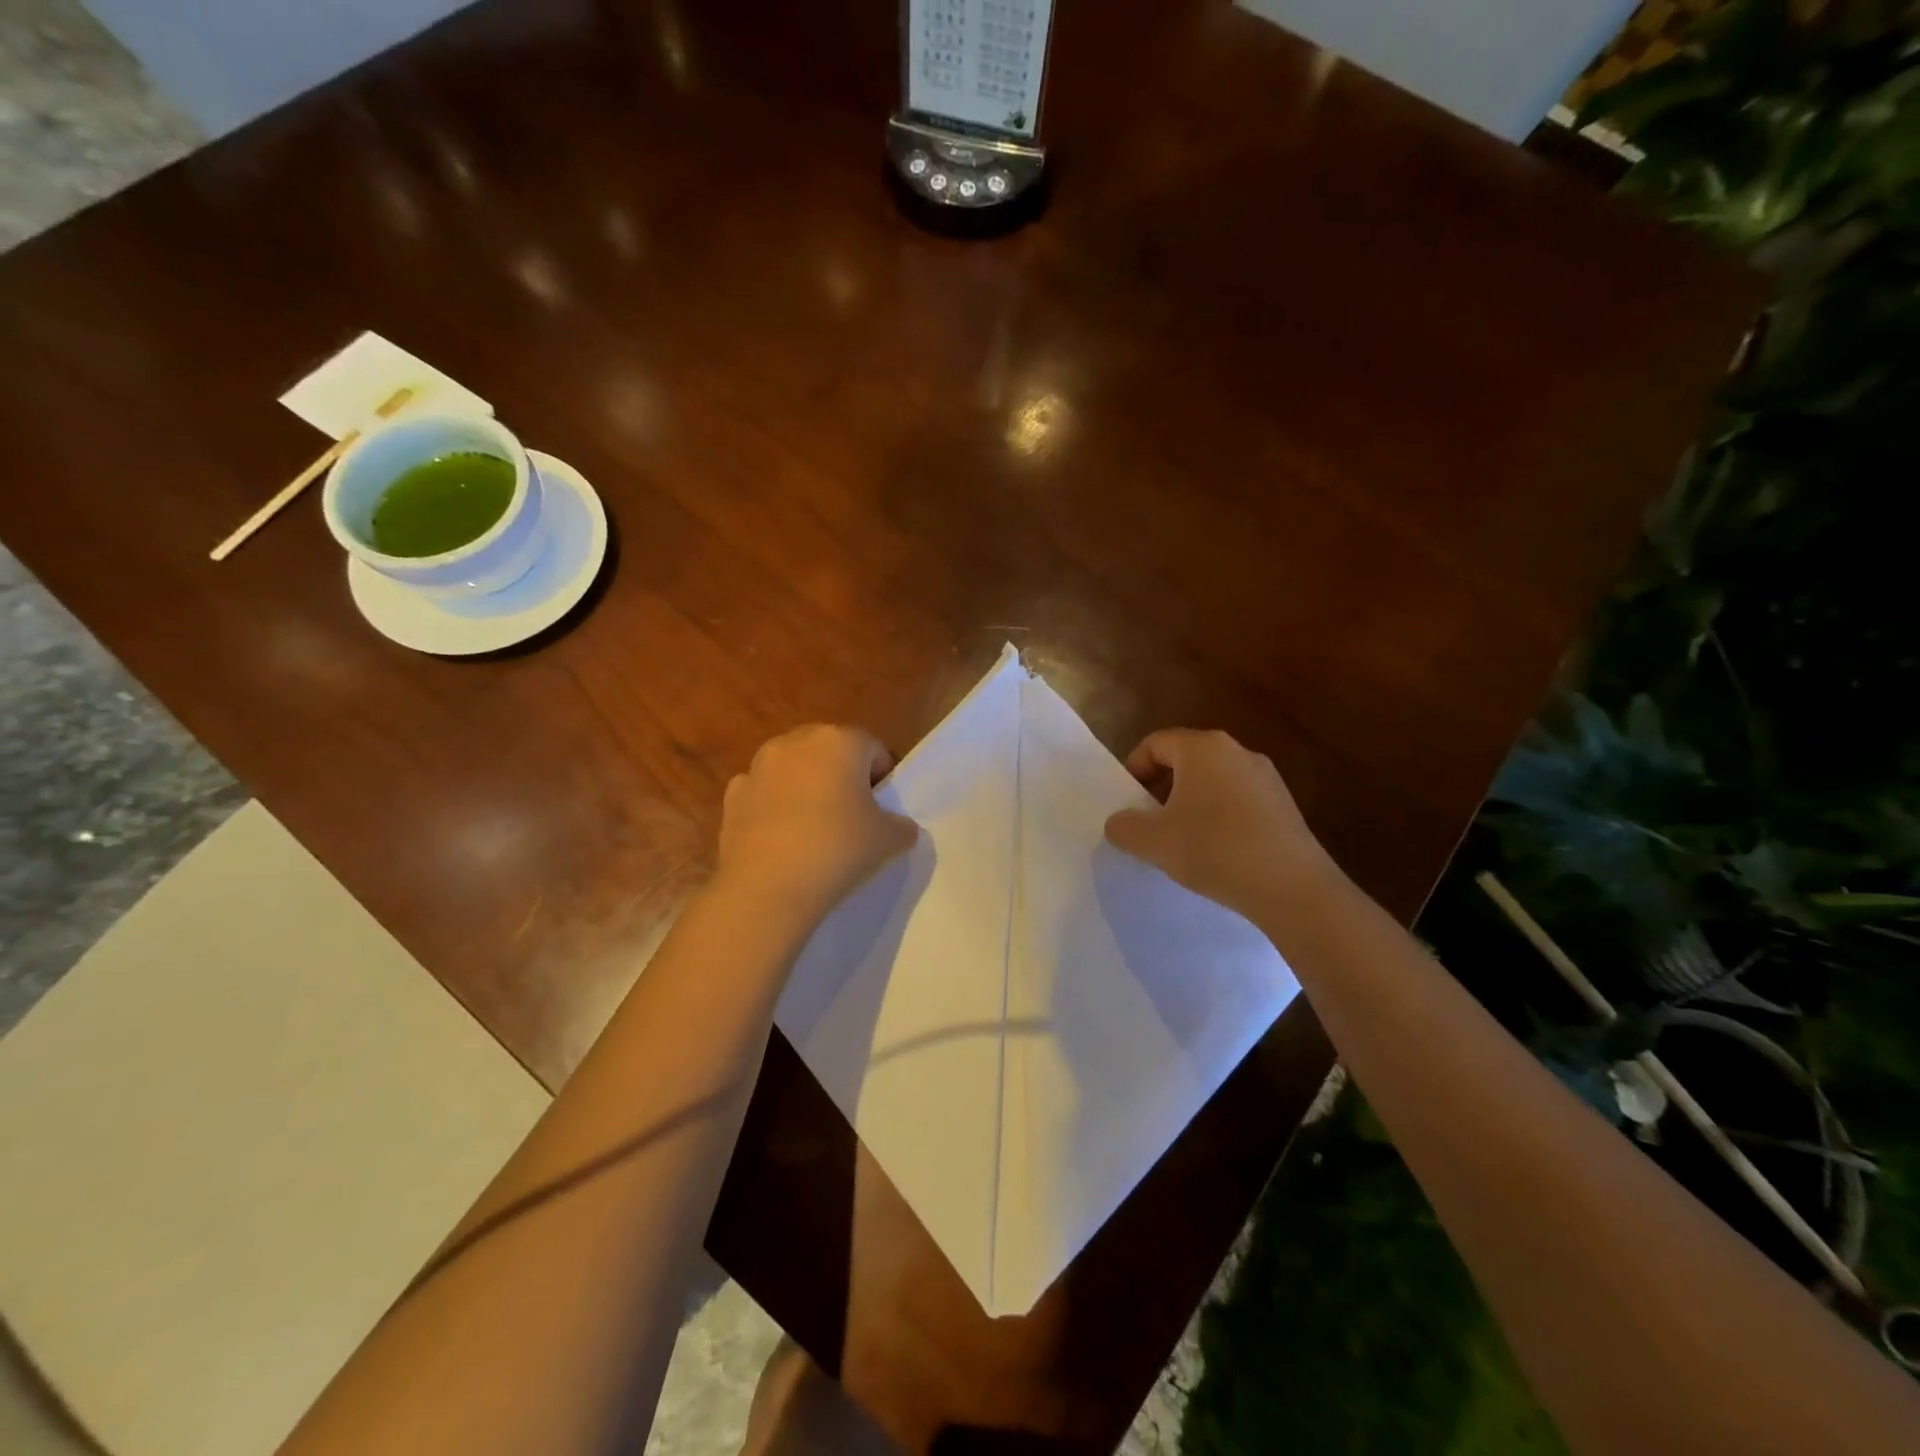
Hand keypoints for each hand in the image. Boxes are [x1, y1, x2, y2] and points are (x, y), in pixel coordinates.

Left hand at [714, 725, 917, 931]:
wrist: (767, 888)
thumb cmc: (838, 850)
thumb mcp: (889, 840)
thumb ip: (901, 826)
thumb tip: (899, 826)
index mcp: (840, 741)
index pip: (873, 748)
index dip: (882, 778)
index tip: (882, 811)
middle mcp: (796, 742)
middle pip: (830, 750)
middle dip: (842, 776)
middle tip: (851, 816)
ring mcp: (758, 766)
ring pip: (793, 769)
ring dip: (805, 787)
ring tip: (813, 830)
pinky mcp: (732, 795)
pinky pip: (763, 792)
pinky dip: (773, 807)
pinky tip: (781, 839)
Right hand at [1105, 729, 1338, 922]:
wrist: (1292, 888)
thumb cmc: (1215, 850)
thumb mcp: (1153, 842)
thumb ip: (1124, 828)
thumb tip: (1119, 823)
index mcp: (1202, 748)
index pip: (1155, 743)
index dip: (1133, 769)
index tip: (1128, 803)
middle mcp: (1236, 751)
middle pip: (1185, 759)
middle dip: (1161, 787)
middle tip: (1150, 822)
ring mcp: (1265, 776)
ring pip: (1213, 780)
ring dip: (1190, 803)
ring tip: (1183, 840)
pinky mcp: (1284, 804)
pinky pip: (1238, 799)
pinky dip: (1219, 816)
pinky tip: (1218, 852)